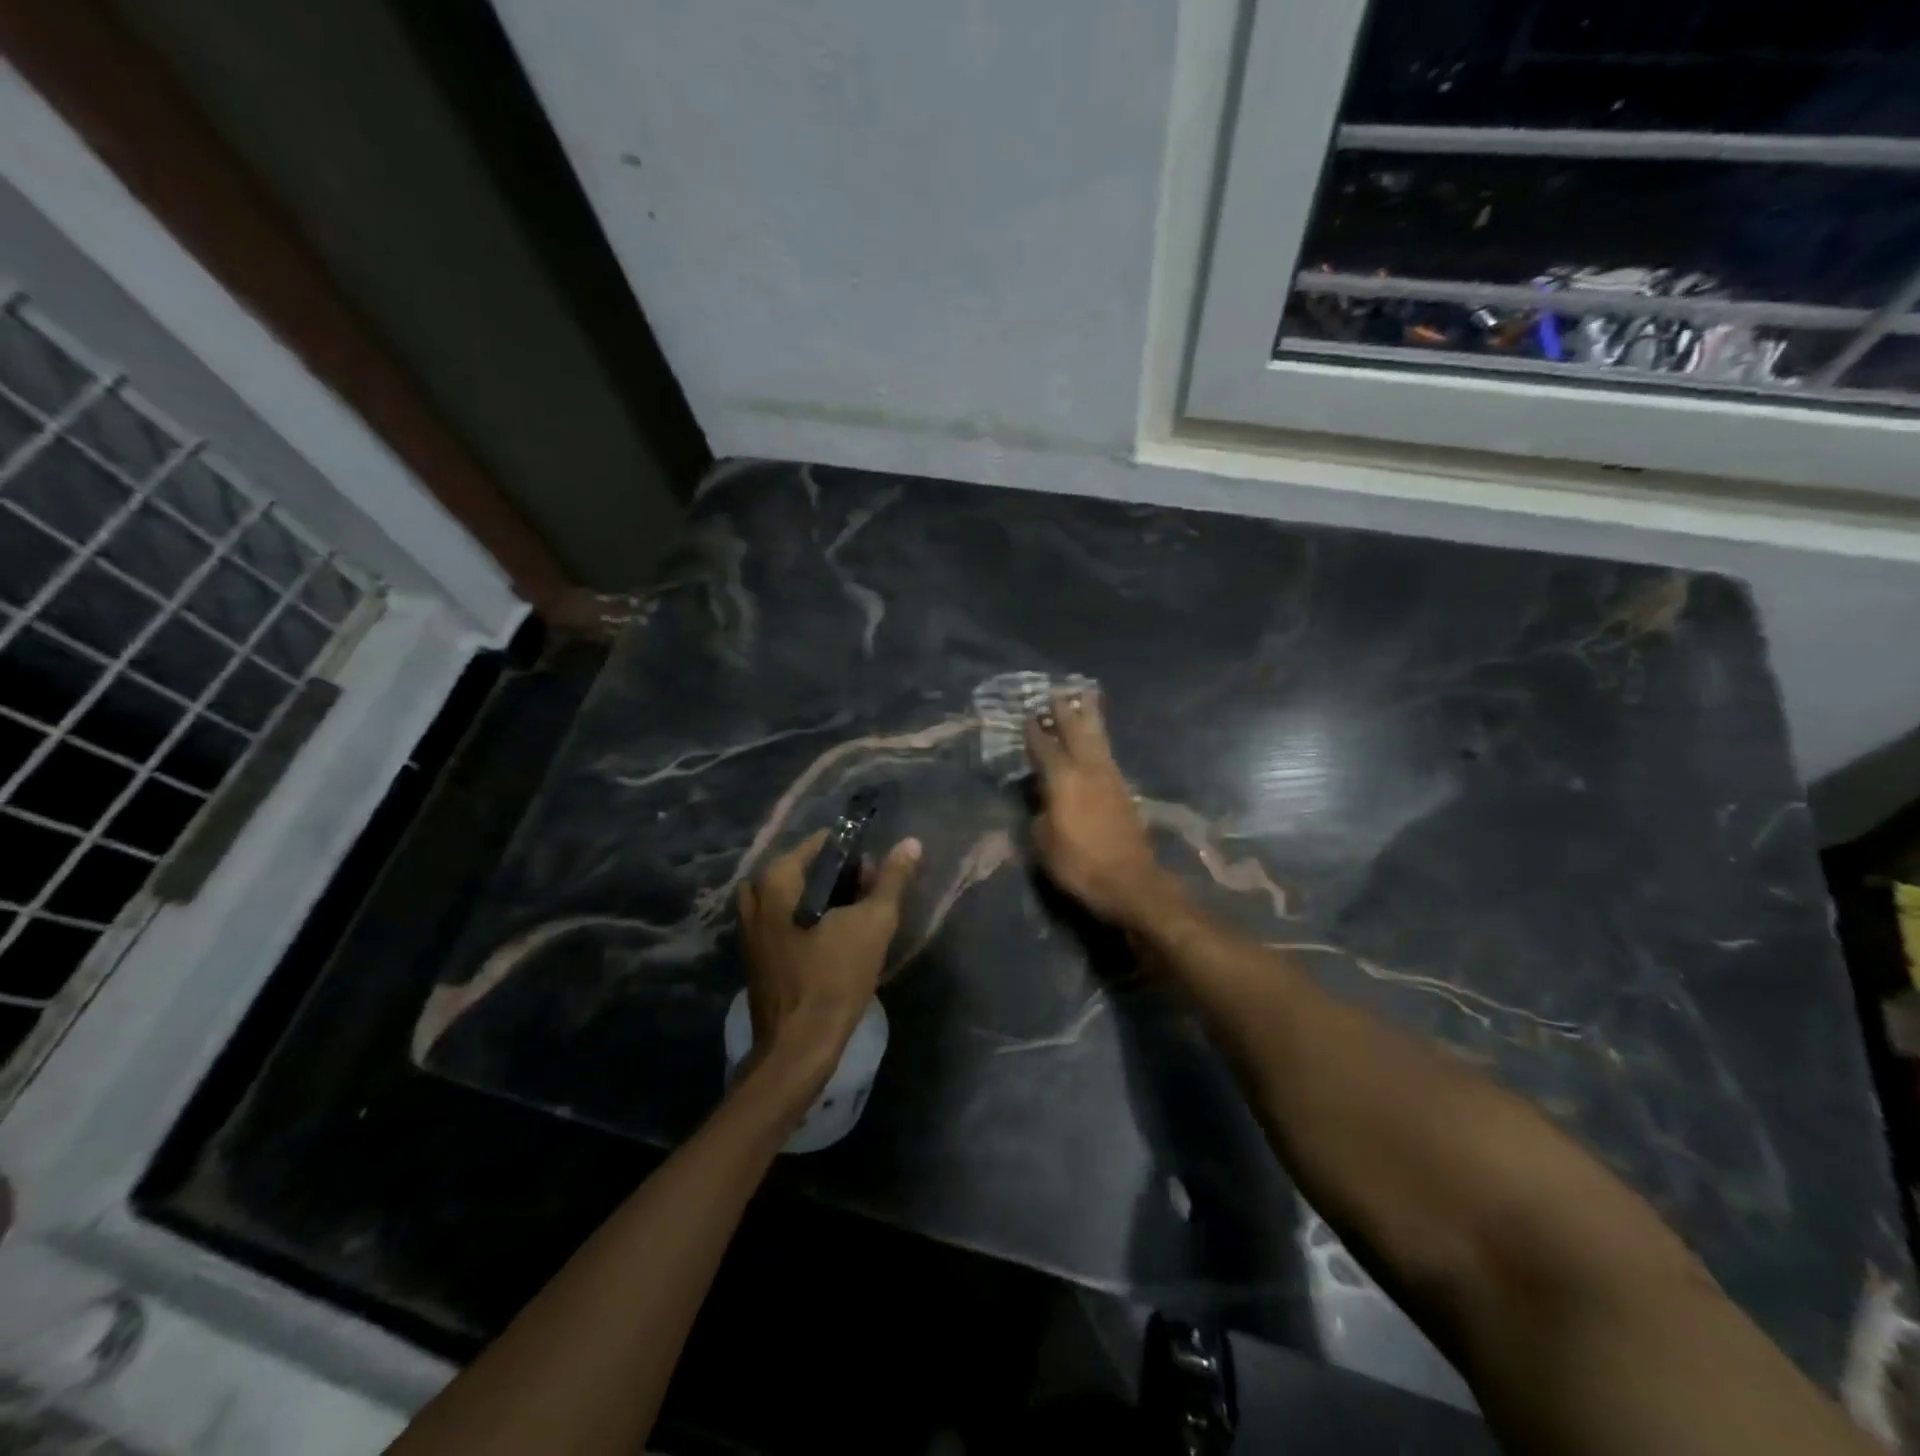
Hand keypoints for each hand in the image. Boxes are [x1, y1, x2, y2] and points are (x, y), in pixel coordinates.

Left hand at [737, 828, 922, 1063]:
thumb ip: (892, 880)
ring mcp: (750, 930)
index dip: (853, 854)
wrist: (799, 1046)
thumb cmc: (834, 977)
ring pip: (792, 898)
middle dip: (838, 878)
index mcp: (776, 881)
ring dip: (823, 902)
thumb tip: (911, 843)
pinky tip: (833, 944)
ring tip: (852, 920)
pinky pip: (783, 923)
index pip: (819, 844)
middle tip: (867, 898)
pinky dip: (807, 923)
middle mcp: (755, 898)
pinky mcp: (755, 957)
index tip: (876, 876)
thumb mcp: (873, 923)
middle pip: (803, 870)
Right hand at [1024, 690, 1169, 925]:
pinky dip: (1099, 740)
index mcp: (1063, 779)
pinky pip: (1107, 754)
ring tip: (1083, 700)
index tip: (1027, 715)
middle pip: (1076, 731)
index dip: (1034, 731)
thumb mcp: (1043, 844)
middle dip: (1065, 711)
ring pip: (1098, 738)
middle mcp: (1088, 769)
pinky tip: (1096, 741)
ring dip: (1088, 718)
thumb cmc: (1079, 864)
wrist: (1130, 882)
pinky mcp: (1124, 790)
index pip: (1044, 747)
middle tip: (1056, 693)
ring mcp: (1110, 777)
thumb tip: (1041, 802)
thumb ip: (1039, 815)